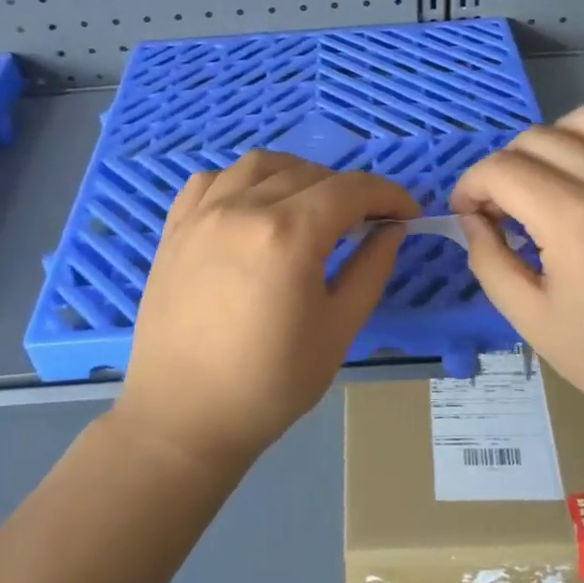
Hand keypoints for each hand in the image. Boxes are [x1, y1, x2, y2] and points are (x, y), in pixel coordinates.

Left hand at [116, 150, 419, 468]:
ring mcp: (203, 213)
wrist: (183, 418)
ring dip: (298, 175)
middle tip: (365, 222)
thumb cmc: (270, 384)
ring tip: (311, 207)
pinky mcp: (176, 228)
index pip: (351, 190)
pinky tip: (254, 208)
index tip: (407, 214)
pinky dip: (244, 182)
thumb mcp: (338, 330)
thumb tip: (391, 231)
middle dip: (349, 191)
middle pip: (310, 174)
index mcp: (288, 235)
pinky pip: (214, 180)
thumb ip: (371, 270)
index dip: (388, 195)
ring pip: (260, 165)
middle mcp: (243, 208)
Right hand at [451, 104, 583, 426]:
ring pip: (581, 120)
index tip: (468, 217)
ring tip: (546, 186)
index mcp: (573, 218)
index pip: (500, 169)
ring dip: (548, 144)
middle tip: (502, 213)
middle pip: (534, 138)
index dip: (470, 187)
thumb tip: (473, 221)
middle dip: (502, 169)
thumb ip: (490, 263)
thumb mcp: (534, 322)